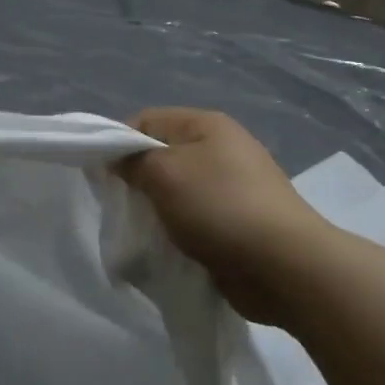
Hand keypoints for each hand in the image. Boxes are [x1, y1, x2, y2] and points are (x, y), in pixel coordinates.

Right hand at [120, 108, 334, 326]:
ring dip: (156, 211)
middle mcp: (221, 149)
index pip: (146, 120)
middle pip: (161, 156)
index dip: (118, 143)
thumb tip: (117, 158)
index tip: (100, 176)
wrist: (283, 265)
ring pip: (176, 191)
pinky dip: (177, 231)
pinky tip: (168, 248)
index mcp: (206, 125)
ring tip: (142, 232)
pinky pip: (194, 219)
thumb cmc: (219, 207)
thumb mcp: (165, 173)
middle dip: (136, 180)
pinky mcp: (237, 222)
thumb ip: (133, 160)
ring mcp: (232, 187)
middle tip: (120, 207)